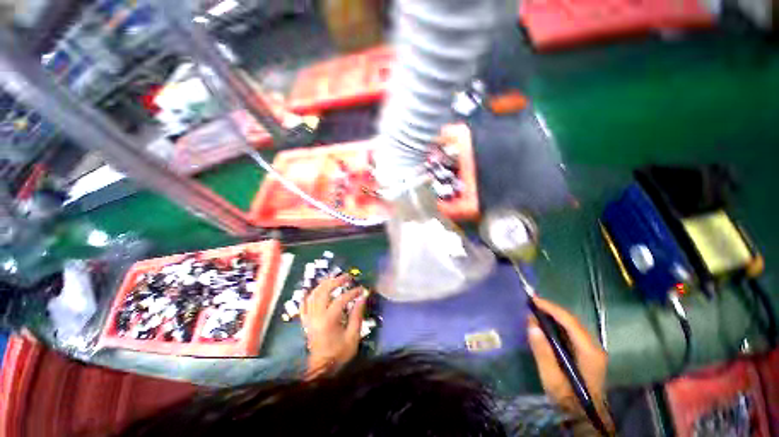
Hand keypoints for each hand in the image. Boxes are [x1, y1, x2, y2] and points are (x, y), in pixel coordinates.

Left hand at [300, 275, 366, 377]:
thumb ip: (357, 315)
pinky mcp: (306, 322)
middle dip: (336, 281)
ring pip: (313, 295)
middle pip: (323, 291)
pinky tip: (315, 289)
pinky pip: (304, 304)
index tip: (362, 289)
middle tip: (347, 277)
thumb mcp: (353, 337)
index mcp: (328, 321)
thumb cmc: (339, 355)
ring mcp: (309, 318)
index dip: (352, 292)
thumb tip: (362, 298)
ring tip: (335, 279)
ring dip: (324, 284)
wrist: (321, 371)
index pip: (340, 300)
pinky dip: (310, 295)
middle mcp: (315, 316)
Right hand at [527, 297, 612, 430]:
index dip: (551, 308)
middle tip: (531, 304)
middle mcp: (594, 346)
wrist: (583, 417)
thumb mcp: (551, 379)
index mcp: (589, 351)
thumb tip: (532, 325)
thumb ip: (543, 352)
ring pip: (572, 325)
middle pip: (572, 320)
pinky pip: (571, 332)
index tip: (533, 300)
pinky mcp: (587, 353)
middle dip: (551, 310)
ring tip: (535, 311)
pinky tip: (545, 325)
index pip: (570, 322)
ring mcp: (592, 349)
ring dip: (553, 316)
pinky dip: (557, 324)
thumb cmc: (567, 399)